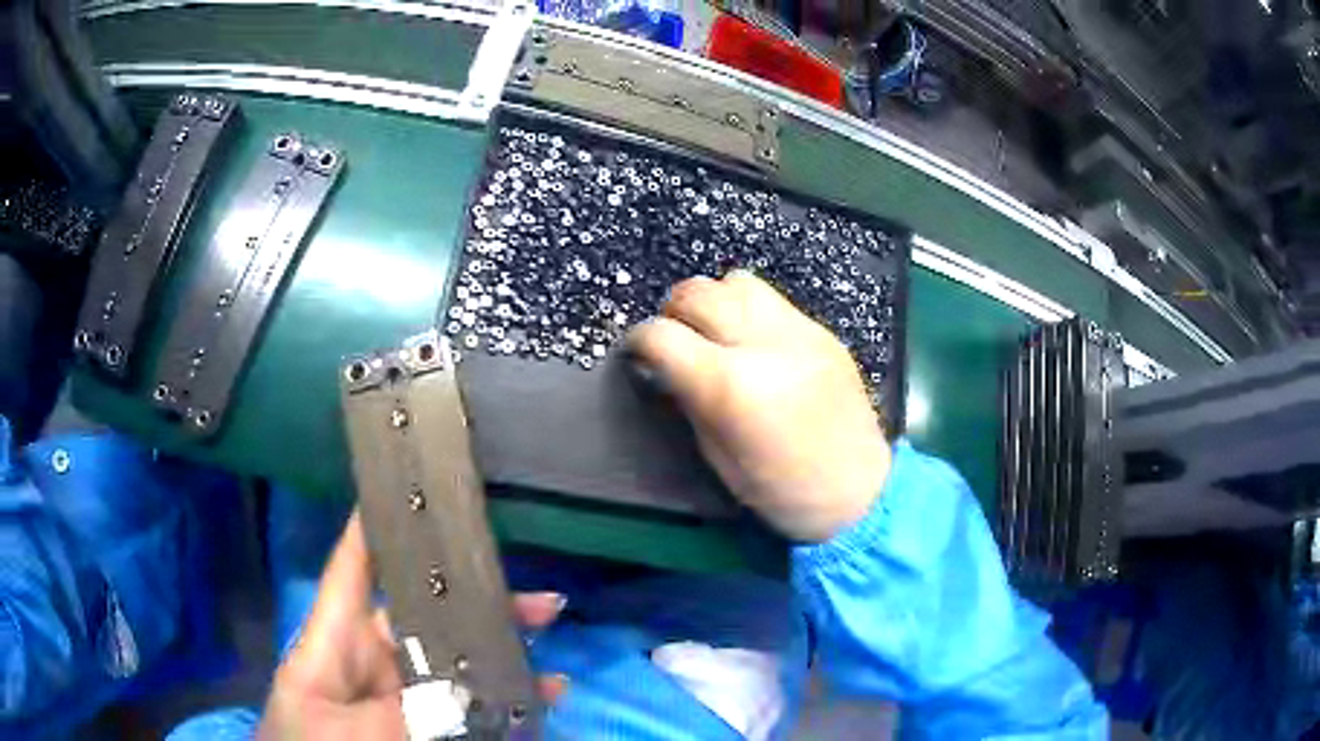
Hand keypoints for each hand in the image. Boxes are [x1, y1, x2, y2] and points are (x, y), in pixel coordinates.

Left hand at [258, 514, 566, 738]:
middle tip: (539, 600)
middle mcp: (369, 659)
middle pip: (424, 614)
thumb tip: (467, 692)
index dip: (375, 523)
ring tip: (551, 652)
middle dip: (477, 601)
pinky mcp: (421, 724)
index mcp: (334, 640)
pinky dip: (503, 702)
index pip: (353, 567)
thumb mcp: (345, 730)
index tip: (412, 483)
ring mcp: (397, 694)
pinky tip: (541, 698)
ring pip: (453, 661)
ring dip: (502, 655)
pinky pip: (466, 705)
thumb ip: (403, 712)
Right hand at [628, 271, 890, 542]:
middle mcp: (764, 342)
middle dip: (673, 311)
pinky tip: (754, 342)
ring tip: (716, 332)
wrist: (859, 490)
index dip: (639, 341)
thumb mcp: (718, 457)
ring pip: (737, 281)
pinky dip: (749, 311)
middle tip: (675, 339)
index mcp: (731, 385)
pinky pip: (773, 299)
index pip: (663, 335)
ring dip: (714, 300)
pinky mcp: (823, 331)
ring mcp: (799, 331)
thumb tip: (667, 369)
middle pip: (697, 292)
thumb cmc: (782, 491)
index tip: (638, 353)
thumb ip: (689, 402)